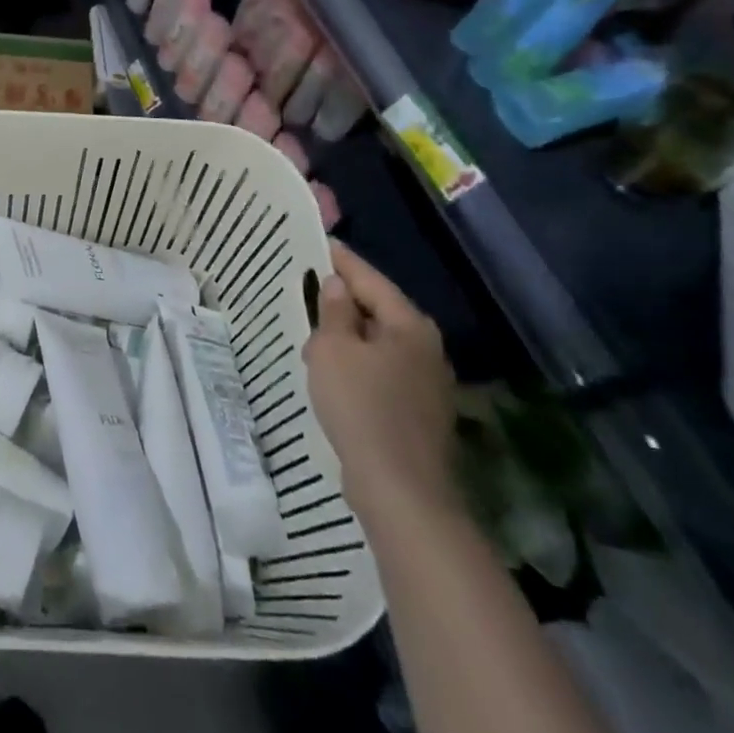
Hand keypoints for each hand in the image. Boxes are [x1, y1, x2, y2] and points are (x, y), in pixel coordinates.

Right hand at [305, 240, 457, 529]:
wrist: (401, 490)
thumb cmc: (361, 407)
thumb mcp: (333, 350)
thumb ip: (333, 312)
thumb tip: (336, 285)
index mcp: (409, 325)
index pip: (370, 279)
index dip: (341, 260)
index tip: (318, 242)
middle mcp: (426, 347)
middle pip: (378, 309)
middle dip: (342, 300)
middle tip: (306, 288)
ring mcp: (427, 382)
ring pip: (379, 343)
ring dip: (348, 336)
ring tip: (312, 334)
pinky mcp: (419, 411)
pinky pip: (382, 371)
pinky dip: (357, 364)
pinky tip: (333, 375)